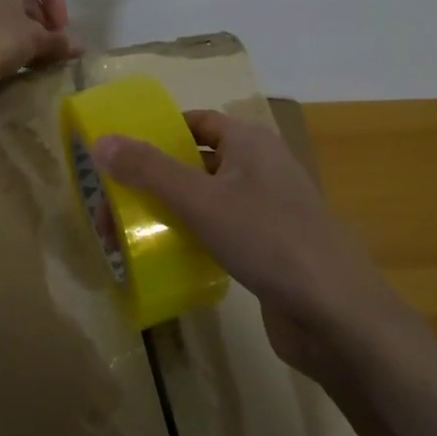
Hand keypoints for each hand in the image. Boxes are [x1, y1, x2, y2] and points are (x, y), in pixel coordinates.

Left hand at [0, 0, 82, 90]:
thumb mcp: (34, 41)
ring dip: (26, 28)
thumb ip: (59, 41)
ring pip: (7, 7)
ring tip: (34, 55)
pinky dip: (6, 33)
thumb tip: (80, 46)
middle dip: (42, 17)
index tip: (60, 27)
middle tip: (50, 42)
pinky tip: (12, 58)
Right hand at [90, 110, 392, 372]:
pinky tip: (167, 258)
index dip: (159, 132)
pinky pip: (221, 231)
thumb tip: (100, 141)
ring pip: (207, 200)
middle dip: (154, 181)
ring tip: (128, 236)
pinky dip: (193, 237)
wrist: (335, 313)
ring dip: (170, 212)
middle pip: (196, 162)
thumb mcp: (201, 201)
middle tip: (112, 207)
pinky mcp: (269, 248)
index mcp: (250, 142)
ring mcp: (268, 209)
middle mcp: (261, 168)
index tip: (120, 155)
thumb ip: (149, 171)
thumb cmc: (268, 239)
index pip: (197, 122)